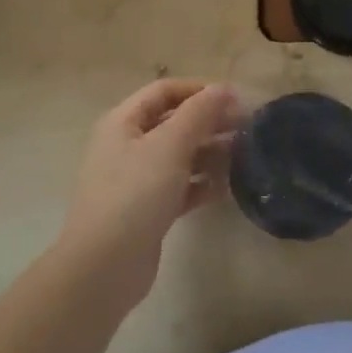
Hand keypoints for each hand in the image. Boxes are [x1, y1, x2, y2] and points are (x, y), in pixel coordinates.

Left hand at [56, 79, 238, 305]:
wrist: (105, 264)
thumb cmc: (136, 193)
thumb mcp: (170, 145)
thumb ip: (199, 113)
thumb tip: (223, 88)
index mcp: (123, 123)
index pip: (164, 91)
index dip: (199, 90)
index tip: (235, 100)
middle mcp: (126, 146)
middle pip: (173, 122)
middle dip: (209, 122)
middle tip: (246, 128)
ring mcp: (136, 180)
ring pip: (180, 155)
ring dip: (210, 152)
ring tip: (243, 156)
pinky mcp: (148, 209)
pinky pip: (180, 186)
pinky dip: (202, 183)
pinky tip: (226, 188)